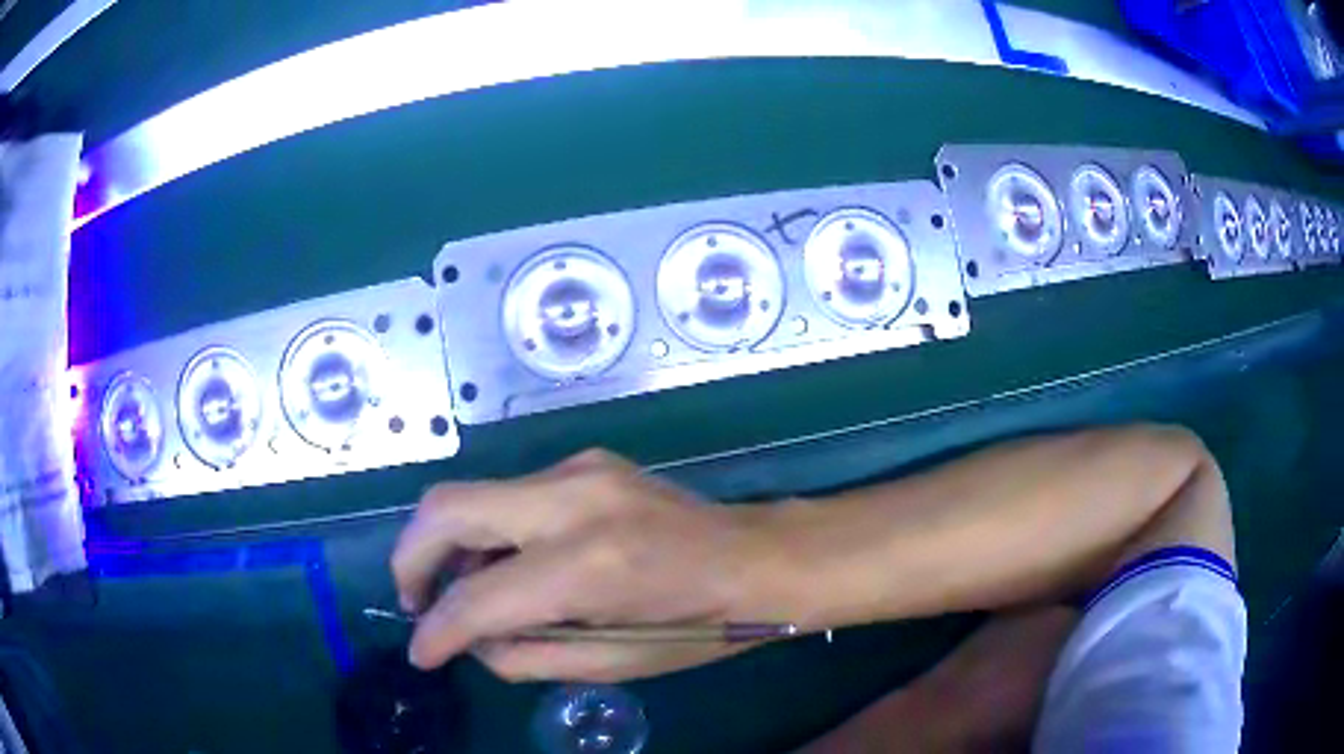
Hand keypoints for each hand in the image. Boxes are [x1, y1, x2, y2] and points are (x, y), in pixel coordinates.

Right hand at [390, 450, 776, 681]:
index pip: (477, 599)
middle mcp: (572, 501)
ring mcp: (578, 469)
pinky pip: (509, 495)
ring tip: (461, 591)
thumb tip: (470, 640)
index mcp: (588, 566)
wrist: (757, 558)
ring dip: (448, 544)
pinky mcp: (586, 462)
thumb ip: (526, 657)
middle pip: (445, 508)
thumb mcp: (612, 664)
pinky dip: (488, 530)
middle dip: (412, 559)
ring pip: (472, 495)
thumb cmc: (698, 625)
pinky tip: (507, 563)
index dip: (436, 633)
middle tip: (416, 603)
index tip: (420, 654)